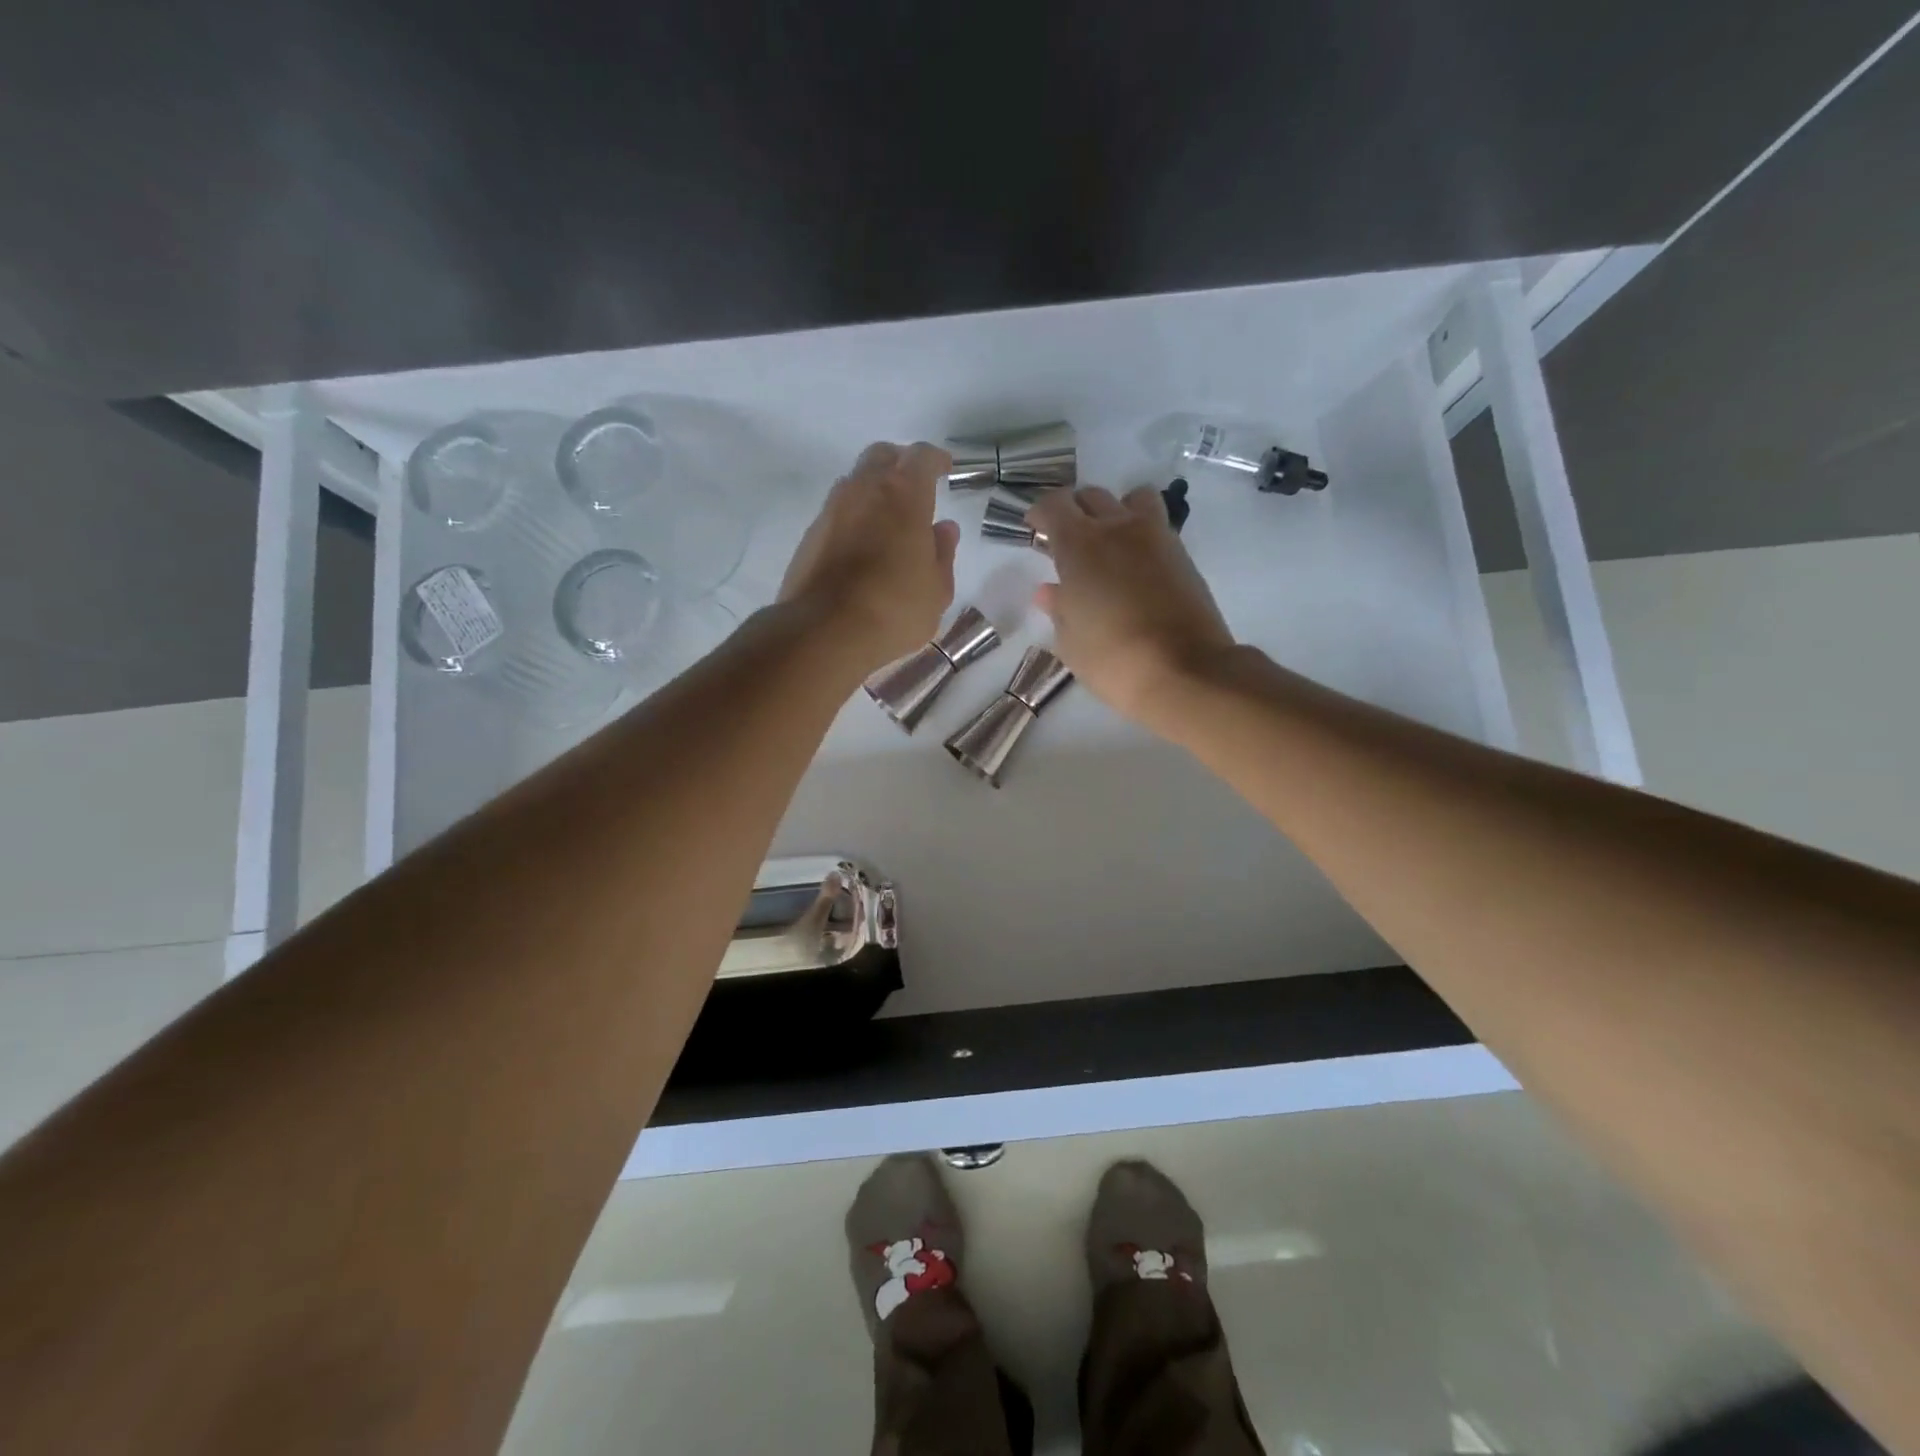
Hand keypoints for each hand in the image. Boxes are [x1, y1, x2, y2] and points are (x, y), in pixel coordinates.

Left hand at [779, 441, 961, 674]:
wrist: (824, 631)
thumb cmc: (894, 608)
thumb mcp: (936, 590)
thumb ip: (942, 554)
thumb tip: (943, 530)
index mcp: (903, 494)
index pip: (921, 457)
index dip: (935, 460)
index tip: (944, 468)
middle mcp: (864, 489)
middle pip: (882, 456)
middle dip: (900, 464)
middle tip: (914, 486)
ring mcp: (831, 510)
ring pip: (855, 482)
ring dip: (874, 491)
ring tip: (888, 520)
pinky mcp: (810, 535)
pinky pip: (838, 513)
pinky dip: (854, 518)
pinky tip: (862, 546)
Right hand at [1028, 485, 1234, 727]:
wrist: (1185, 672)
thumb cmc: (1113, 659)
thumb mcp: (1070, 641)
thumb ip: (1059, 609)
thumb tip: (1050, 591)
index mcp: (1080, 545)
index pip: (1054, 505)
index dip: (1040, 514)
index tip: (1035, 530)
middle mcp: (1118, 529)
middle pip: (1092, 496)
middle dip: (1075, 511)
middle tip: (1067, 542)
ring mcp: (1156, 538)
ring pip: (1132, 499)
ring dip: (1115, 511)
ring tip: (1108, 543)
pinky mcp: (1183, 555)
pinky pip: (1157, 526)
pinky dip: (1140, 534)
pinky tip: (1133, 567)